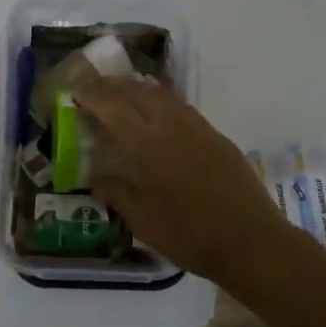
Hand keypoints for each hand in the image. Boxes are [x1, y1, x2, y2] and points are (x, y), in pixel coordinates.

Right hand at [75, 78, 307, 290]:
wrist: (251, 241)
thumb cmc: (190, 234)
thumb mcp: (142, 220)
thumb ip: (116, 192)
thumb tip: (95, 176)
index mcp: (148, 143)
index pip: (112, 107)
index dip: (91, 96)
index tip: (74, 91)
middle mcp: (172, 125)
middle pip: (137, 92)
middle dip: (112, 86)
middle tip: (93, 88)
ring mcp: (198, 127)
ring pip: (162, 94)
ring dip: (137, 88)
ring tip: (122, 93)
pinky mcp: (216, 136)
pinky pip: (181, 106)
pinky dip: (161, 101)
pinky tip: (158, 113)